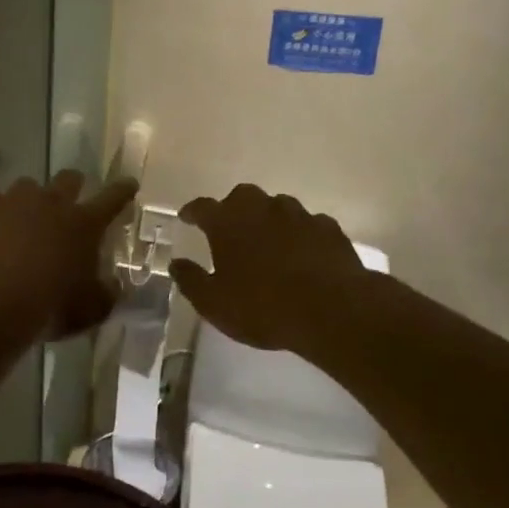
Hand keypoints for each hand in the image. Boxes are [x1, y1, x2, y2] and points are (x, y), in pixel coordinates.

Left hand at [0, 171, 138, 342]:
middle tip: (70, 198)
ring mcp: (15, 200)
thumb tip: (114, 286)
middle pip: (69, 179)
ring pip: (27, 184)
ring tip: (22, 216)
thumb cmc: (48, 307)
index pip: (112, 200)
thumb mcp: (88, 311)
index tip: (129, 183)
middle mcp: (52, 203)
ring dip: (29, 198)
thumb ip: (105, 295)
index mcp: (84, 225)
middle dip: (73, 185)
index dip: (123, 191)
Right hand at [170, 184, 373, 353]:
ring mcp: (298, 214)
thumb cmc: (263, 307)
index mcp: (227, 222)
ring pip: (277, 206)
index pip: (202, 207)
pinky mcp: (328, 228)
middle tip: (230, 229)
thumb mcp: (214, 303)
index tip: (186, 217)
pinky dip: (300, 234)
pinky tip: (303, 251)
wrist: (332, 310)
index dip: (192, 212)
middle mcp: (261, 208)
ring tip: (268, 240)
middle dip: (233, 209)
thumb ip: (191, 280)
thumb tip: (176, 263)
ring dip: (269, 218)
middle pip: (241, 196)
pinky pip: (308, 224)